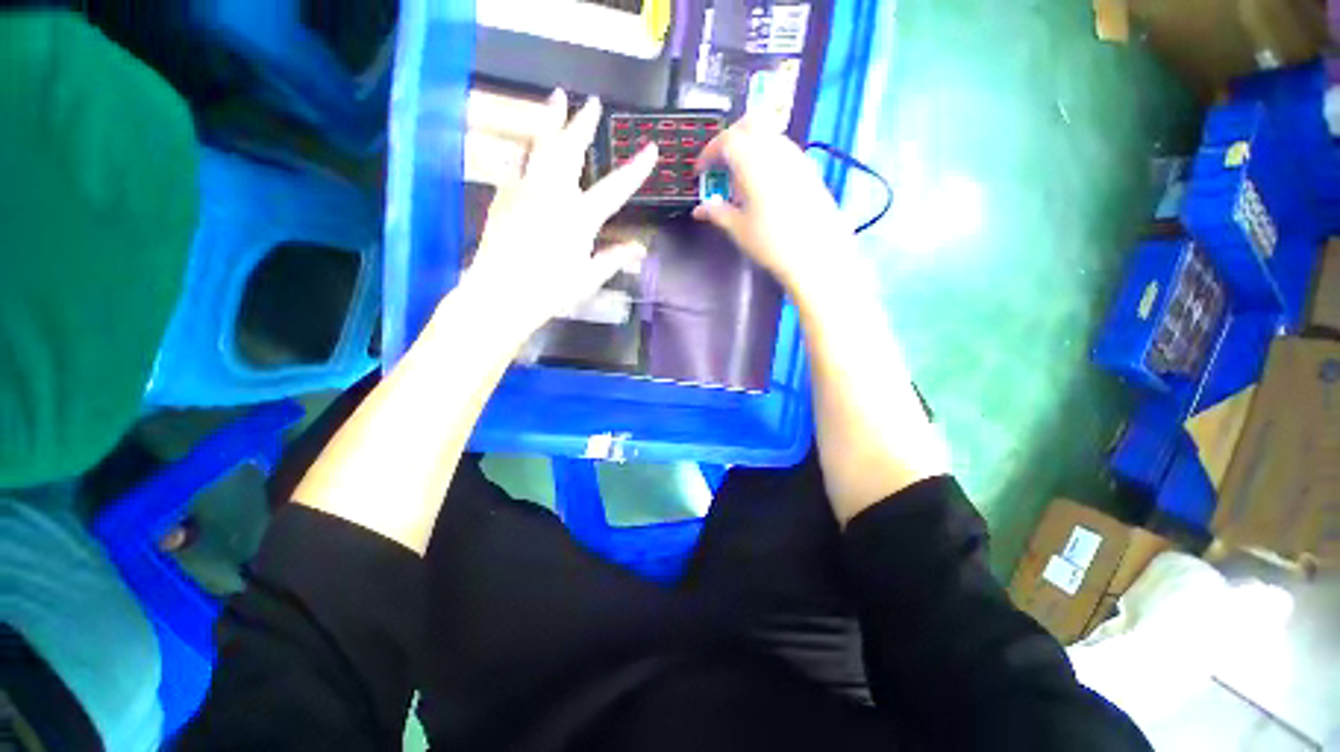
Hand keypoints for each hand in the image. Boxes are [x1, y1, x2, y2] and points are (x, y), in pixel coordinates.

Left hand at [455, 89, 657, 341]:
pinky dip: (529, 148)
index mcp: (579, 217)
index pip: (615, 188)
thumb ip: (614, 258)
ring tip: (556, 98)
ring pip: (539, 145)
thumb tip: (640, 249)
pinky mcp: (504, 196)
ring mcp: (525, 191)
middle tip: (591, 102)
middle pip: (570, 150)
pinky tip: (530, 144)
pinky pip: (518, 162)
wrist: (500, 294)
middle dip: (582, 124)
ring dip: (551, 120)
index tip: (651, 148)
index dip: (636, 169)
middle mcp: (553, 195)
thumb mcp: (589, 278)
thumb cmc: (550, 291)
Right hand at [693, 120, 857, 295]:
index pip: (726, 140)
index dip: (708, 153)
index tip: (700, 172)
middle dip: (730, 139)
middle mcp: (776, 150)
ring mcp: (796, 157)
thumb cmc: (772, 242)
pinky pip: (783, 151)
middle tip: (719, 164)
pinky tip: (763, 188)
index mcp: (753, 160)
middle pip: (749, 125)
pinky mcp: (809, 169)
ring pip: (768, 135)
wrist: (817, 254)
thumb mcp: (738, 229)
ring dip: (750, 148)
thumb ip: (717, 213)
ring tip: (741, 182)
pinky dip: (767, 159)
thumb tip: (701, 209)